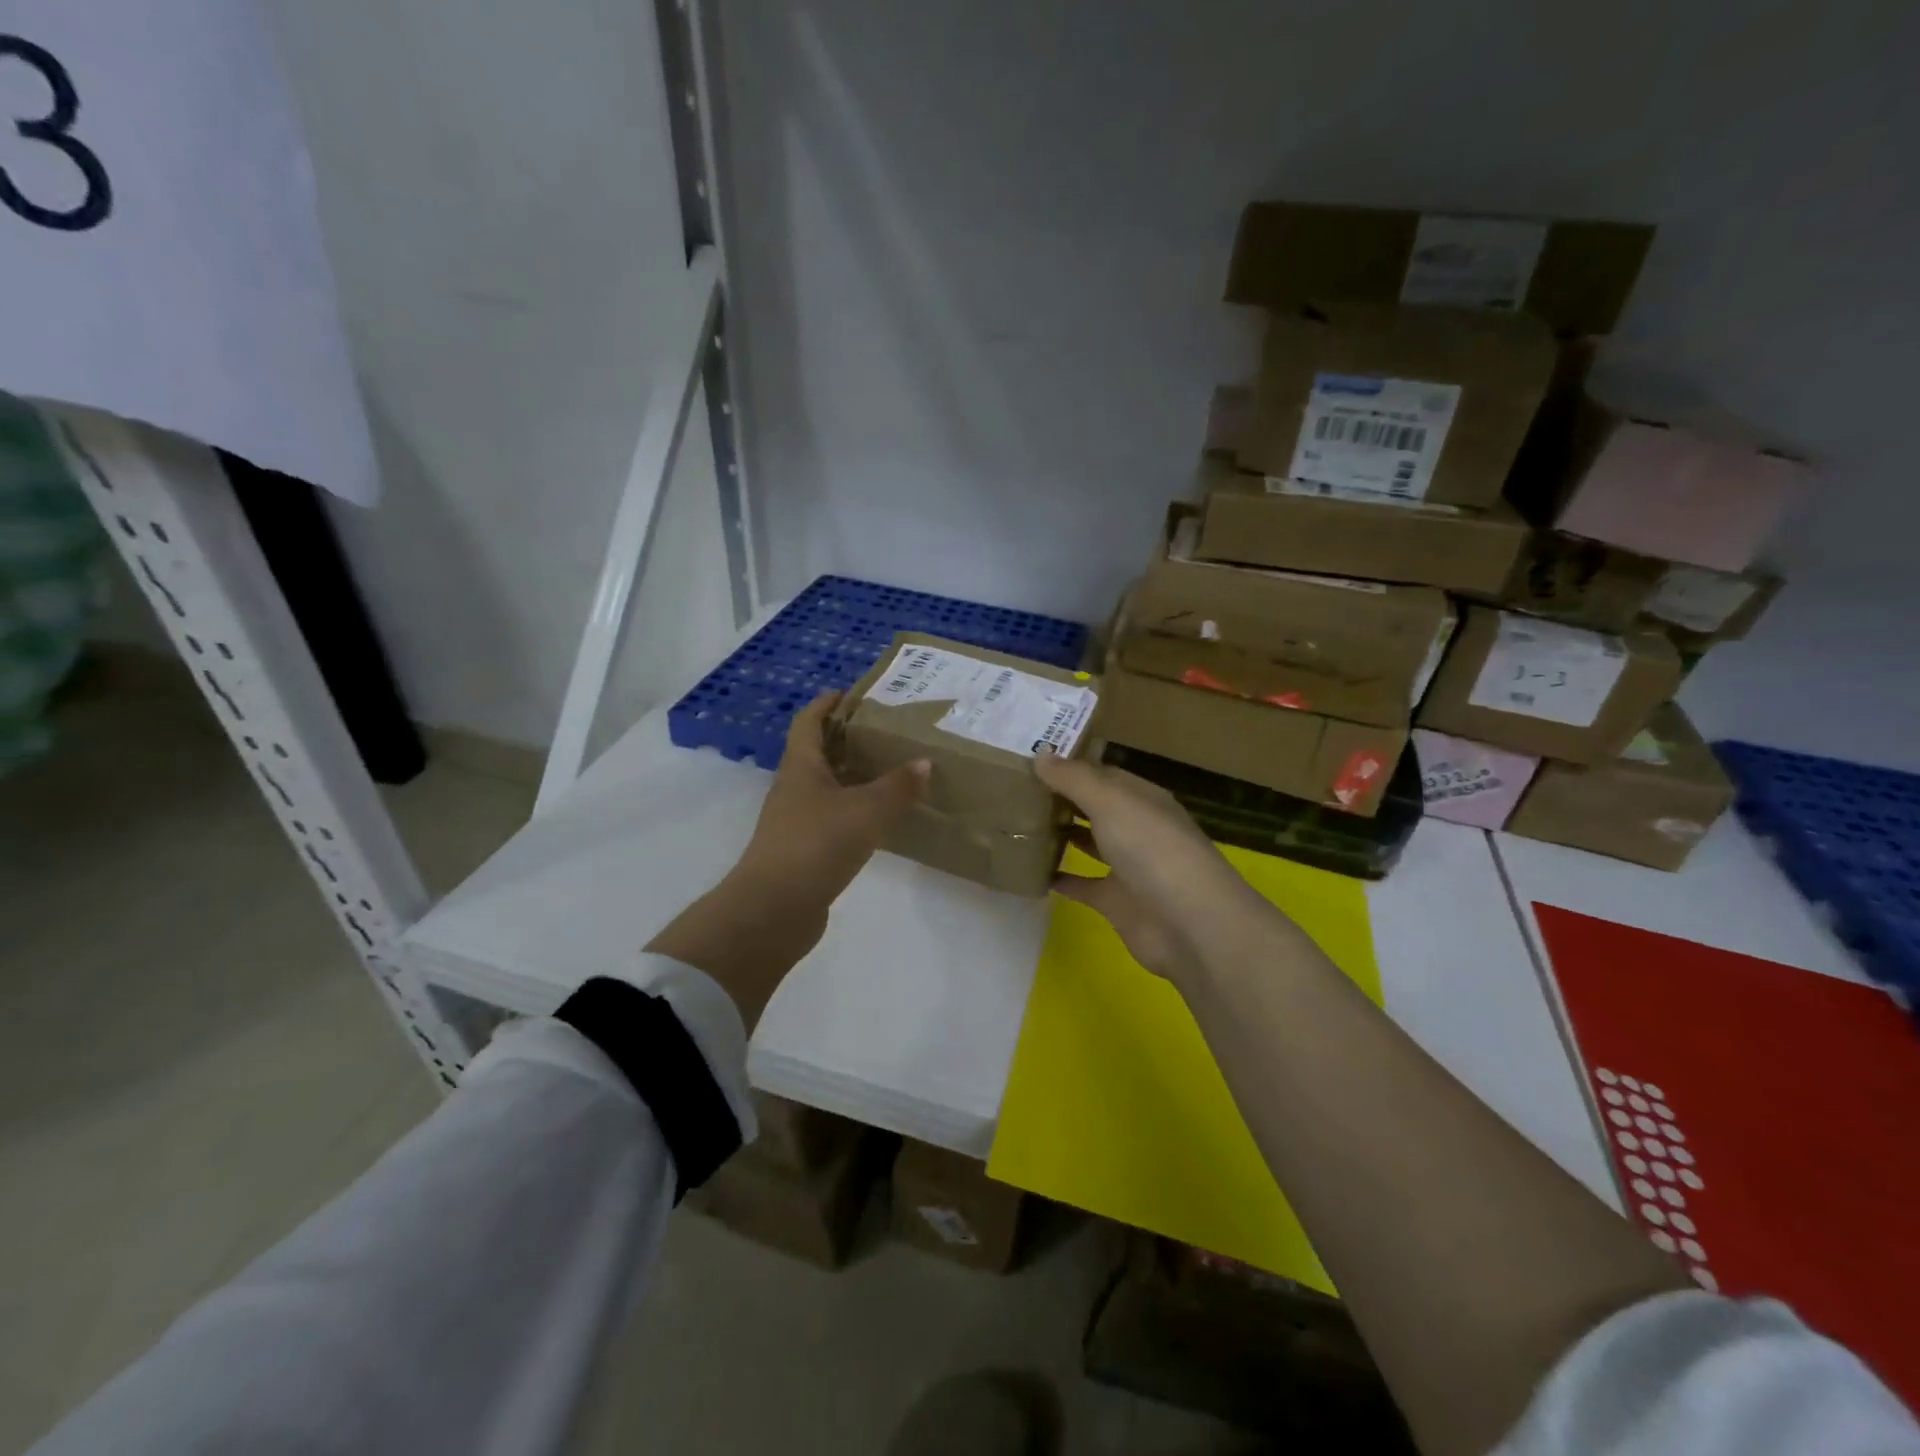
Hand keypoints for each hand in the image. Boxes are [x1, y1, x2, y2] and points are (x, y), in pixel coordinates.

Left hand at [735, 692, 929, 906]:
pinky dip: (853, 811)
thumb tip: (924, 763)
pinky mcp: (803, 851)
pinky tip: (879, 819)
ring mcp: (795, 821)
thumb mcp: (866, 810)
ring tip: (890, 771)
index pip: (808, 722)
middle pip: (817, 752)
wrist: (774, 909)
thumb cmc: (816, 844)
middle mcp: (793, 788)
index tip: (851, 693)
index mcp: (800, 766)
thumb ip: (897, 787)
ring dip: (852, 777)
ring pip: (826, 787)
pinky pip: (832, 819)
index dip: (826, 704)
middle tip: (885, 732)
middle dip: (846, 739)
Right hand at [1033, 750, 1280, 983]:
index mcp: (1142, 798)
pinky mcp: (1116, 901)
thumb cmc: (1152, 849)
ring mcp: (1128, 866)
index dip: (1070, 767)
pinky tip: (1029, 870)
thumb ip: (1074, 779)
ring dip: (1061, 834)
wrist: (1187, 923)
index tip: (1030, 762)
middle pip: (1095, 807)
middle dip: (1062, 799)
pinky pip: (1081, 885)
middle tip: (1015, 790)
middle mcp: (1136, 828)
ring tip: (1019, 823)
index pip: (1103, 774)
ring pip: (1089, 843)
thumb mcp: (1111, 802)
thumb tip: (1040, 755)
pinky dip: (1059, 878)